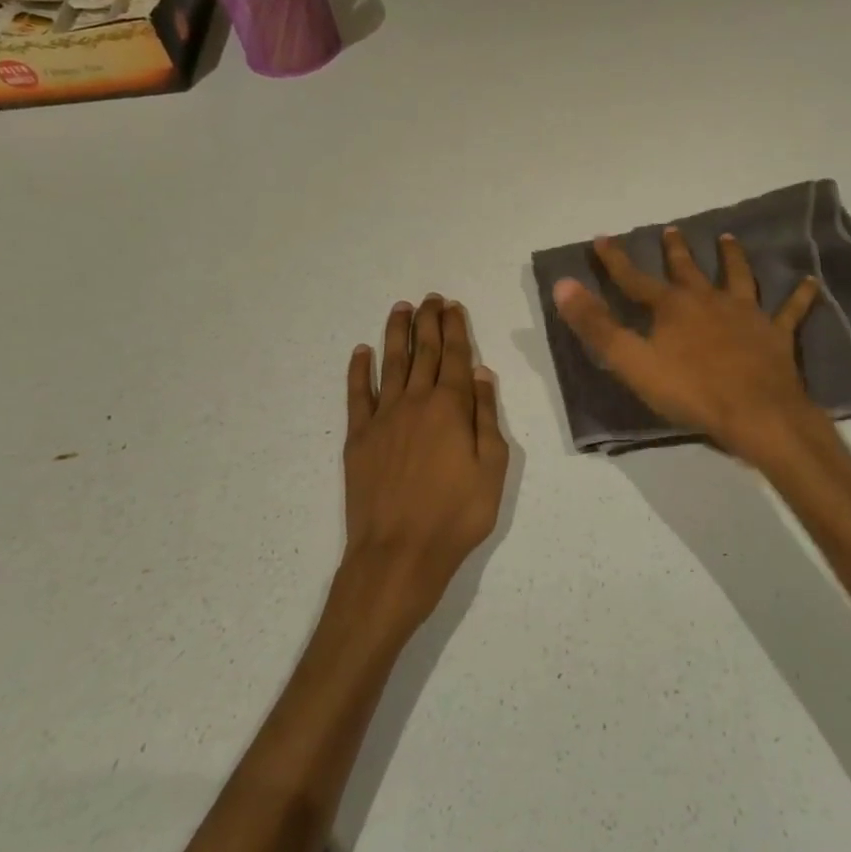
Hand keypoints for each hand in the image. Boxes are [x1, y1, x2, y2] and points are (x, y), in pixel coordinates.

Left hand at [343, 295, 509, 627]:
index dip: (454, 328)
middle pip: (423, 353)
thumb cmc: (457, 515)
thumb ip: (486, 416)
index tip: (451, 306)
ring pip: (391, 364)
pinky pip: (357, 395)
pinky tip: (361, 352)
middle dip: (428, 322)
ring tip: (400, 309)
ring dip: (396, 334)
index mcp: (451, 408)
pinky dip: (359, 371)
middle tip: (429, 298)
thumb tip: (481, 373)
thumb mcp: (493, 468)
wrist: (398, 553)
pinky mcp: (358, 438)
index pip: (455, 356)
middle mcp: (416, 402)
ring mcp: (383, 418)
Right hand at [553, 229, 826, 464]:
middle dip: (676, 250)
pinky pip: (790, 310)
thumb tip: (563, 285)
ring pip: (739, 277)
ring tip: (729, 237)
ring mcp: (746, 314)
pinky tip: (810, 281)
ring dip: (732, 257)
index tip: (602, 238)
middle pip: (688, 270)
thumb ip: (597, 325)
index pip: (634, 279)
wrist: (756, 414)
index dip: (615, 260)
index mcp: (672, 308)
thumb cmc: (690, 391)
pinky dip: (800, 295)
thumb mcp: (632, 362)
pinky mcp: (776, 334)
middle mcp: (708, 301)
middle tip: (672, 229)